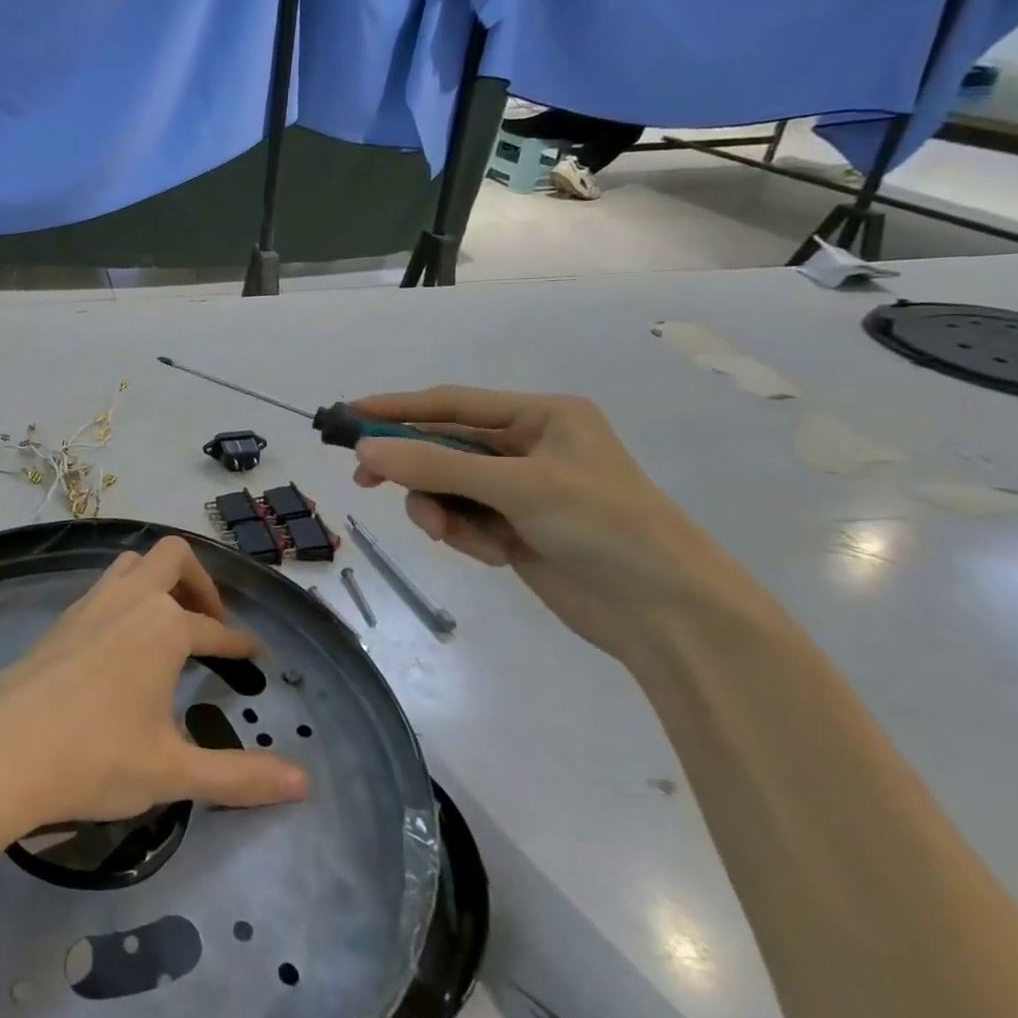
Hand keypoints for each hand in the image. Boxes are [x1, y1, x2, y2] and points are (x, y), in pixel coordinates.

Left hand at [0, 537, 307, 841]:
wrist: (1, 750)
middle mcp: (129, 599)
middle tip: (210, 622)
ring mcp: (89, 603)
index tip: (253, 653)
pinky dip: (125, 597)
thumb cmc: (96, 757)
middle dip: (200, 582)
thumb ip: (240, 776)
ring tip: (169, 621)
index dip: (239, 645)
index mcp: (164, 626)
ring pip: (131, 564)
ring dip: (158, 580)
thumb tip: (304, 782)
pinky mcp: (60, 619)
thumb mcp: (174, 772)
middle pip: (172, 557)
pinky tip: (121, 640)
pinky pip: (103, 587)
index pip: (215, 630)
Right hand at [349, 387, 763, 659]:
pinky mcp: (515, 529)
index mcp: (541, 417)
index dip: (396, 408)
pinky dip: (465, 536)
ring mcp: (520, 490)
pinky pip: (463, 520)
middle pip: (443, 447)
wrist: (669, 614)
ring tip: (447, 535)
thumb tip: (363, 450)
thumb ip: (435, 467)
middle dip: (412, 468)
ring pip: (446, 488)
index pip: (452, 403)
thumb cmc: (605, 526)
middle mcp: (527, 447)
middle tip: (364, 480)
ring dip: (439, 510)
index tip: (348, 415)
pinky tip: (493, 555)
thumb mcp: (517, 487)